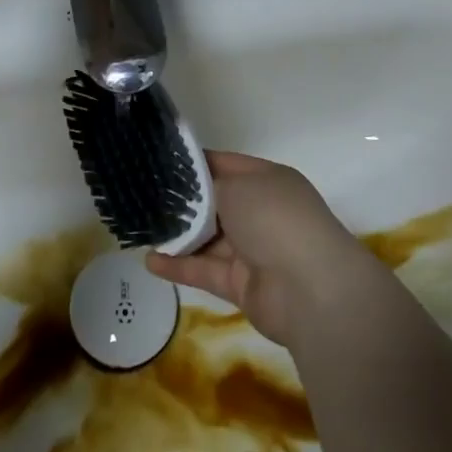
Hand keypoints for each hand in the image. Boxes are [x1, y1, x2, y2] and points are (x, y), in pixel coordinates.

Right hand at [147, 151, 384, 347]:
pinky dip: (180, 266)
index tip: (160, 162)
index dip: (194, 163)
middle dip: (182, 202)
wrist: (310, 289)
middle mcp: (260, 211)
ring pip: (207, 238)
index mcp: (266, 180)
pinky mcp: (241, 285)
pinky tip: (150, 260)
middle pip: (214, 203)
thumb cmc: (273, 218)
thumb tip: (188, 187)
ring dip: (178, 235)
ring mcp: (252, 249)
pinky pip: (205, 270)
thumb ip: (207, 186)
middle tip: (142, 195)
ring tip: (140, 227)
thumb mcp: (236, 186)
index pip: (224, 164)